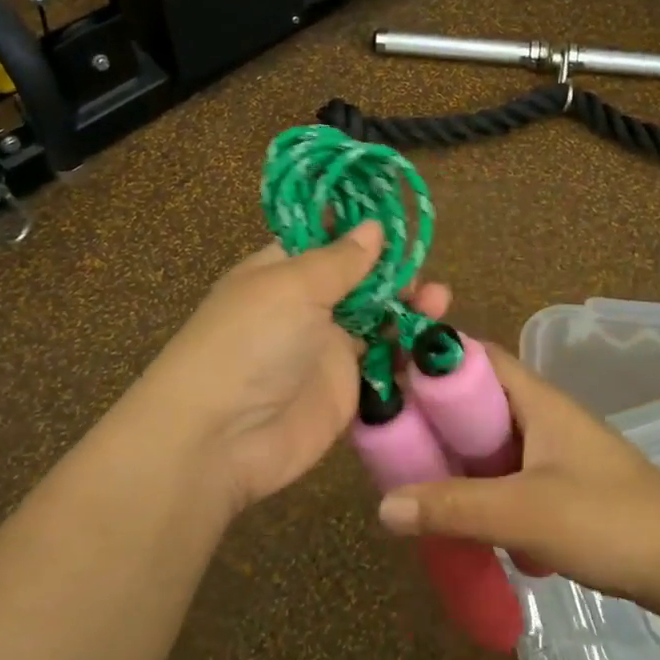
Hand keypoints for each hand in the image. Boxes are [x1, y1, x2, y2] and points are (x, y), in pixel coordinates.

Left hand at [129, 222, 449, 515]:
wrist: (220, 438)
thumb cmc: (250, 341)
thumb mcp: (292, 286)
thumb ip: (339, 259)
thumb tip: (373, 226)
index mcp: (282, 272)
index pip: (326, 241)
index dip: (361, 231)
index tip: (402, 221)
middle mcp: (306, 307)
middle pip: (360, 282)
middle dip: (395, 274)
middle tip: (424, 276)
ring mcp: (326, 350)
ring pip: (377, 321)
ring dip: (409, 309)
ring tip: (439, 301)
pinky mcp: (346, 391)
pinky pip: (384, 365)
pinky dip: (410, 353)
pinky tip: (436, 343)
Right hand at [375, 345, 659, 616]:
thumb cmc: (608, 519)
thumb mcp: (523, 513)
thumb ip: (453, 507)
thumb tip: (382, 506)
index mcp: (537, 398)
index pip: (477, 356)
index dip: (434, 360)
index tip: (390, 378)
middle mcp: (543, 414)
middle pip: (478, 399)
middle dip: (435, 416)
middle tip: (391, 439)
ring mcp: (555, 449)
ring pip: (491, 439)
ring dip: (456, 454)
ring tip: (412, 476)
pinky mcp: (563, 483)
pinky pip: (507, 469)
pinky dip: (479, 481)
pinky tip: (459, 510)